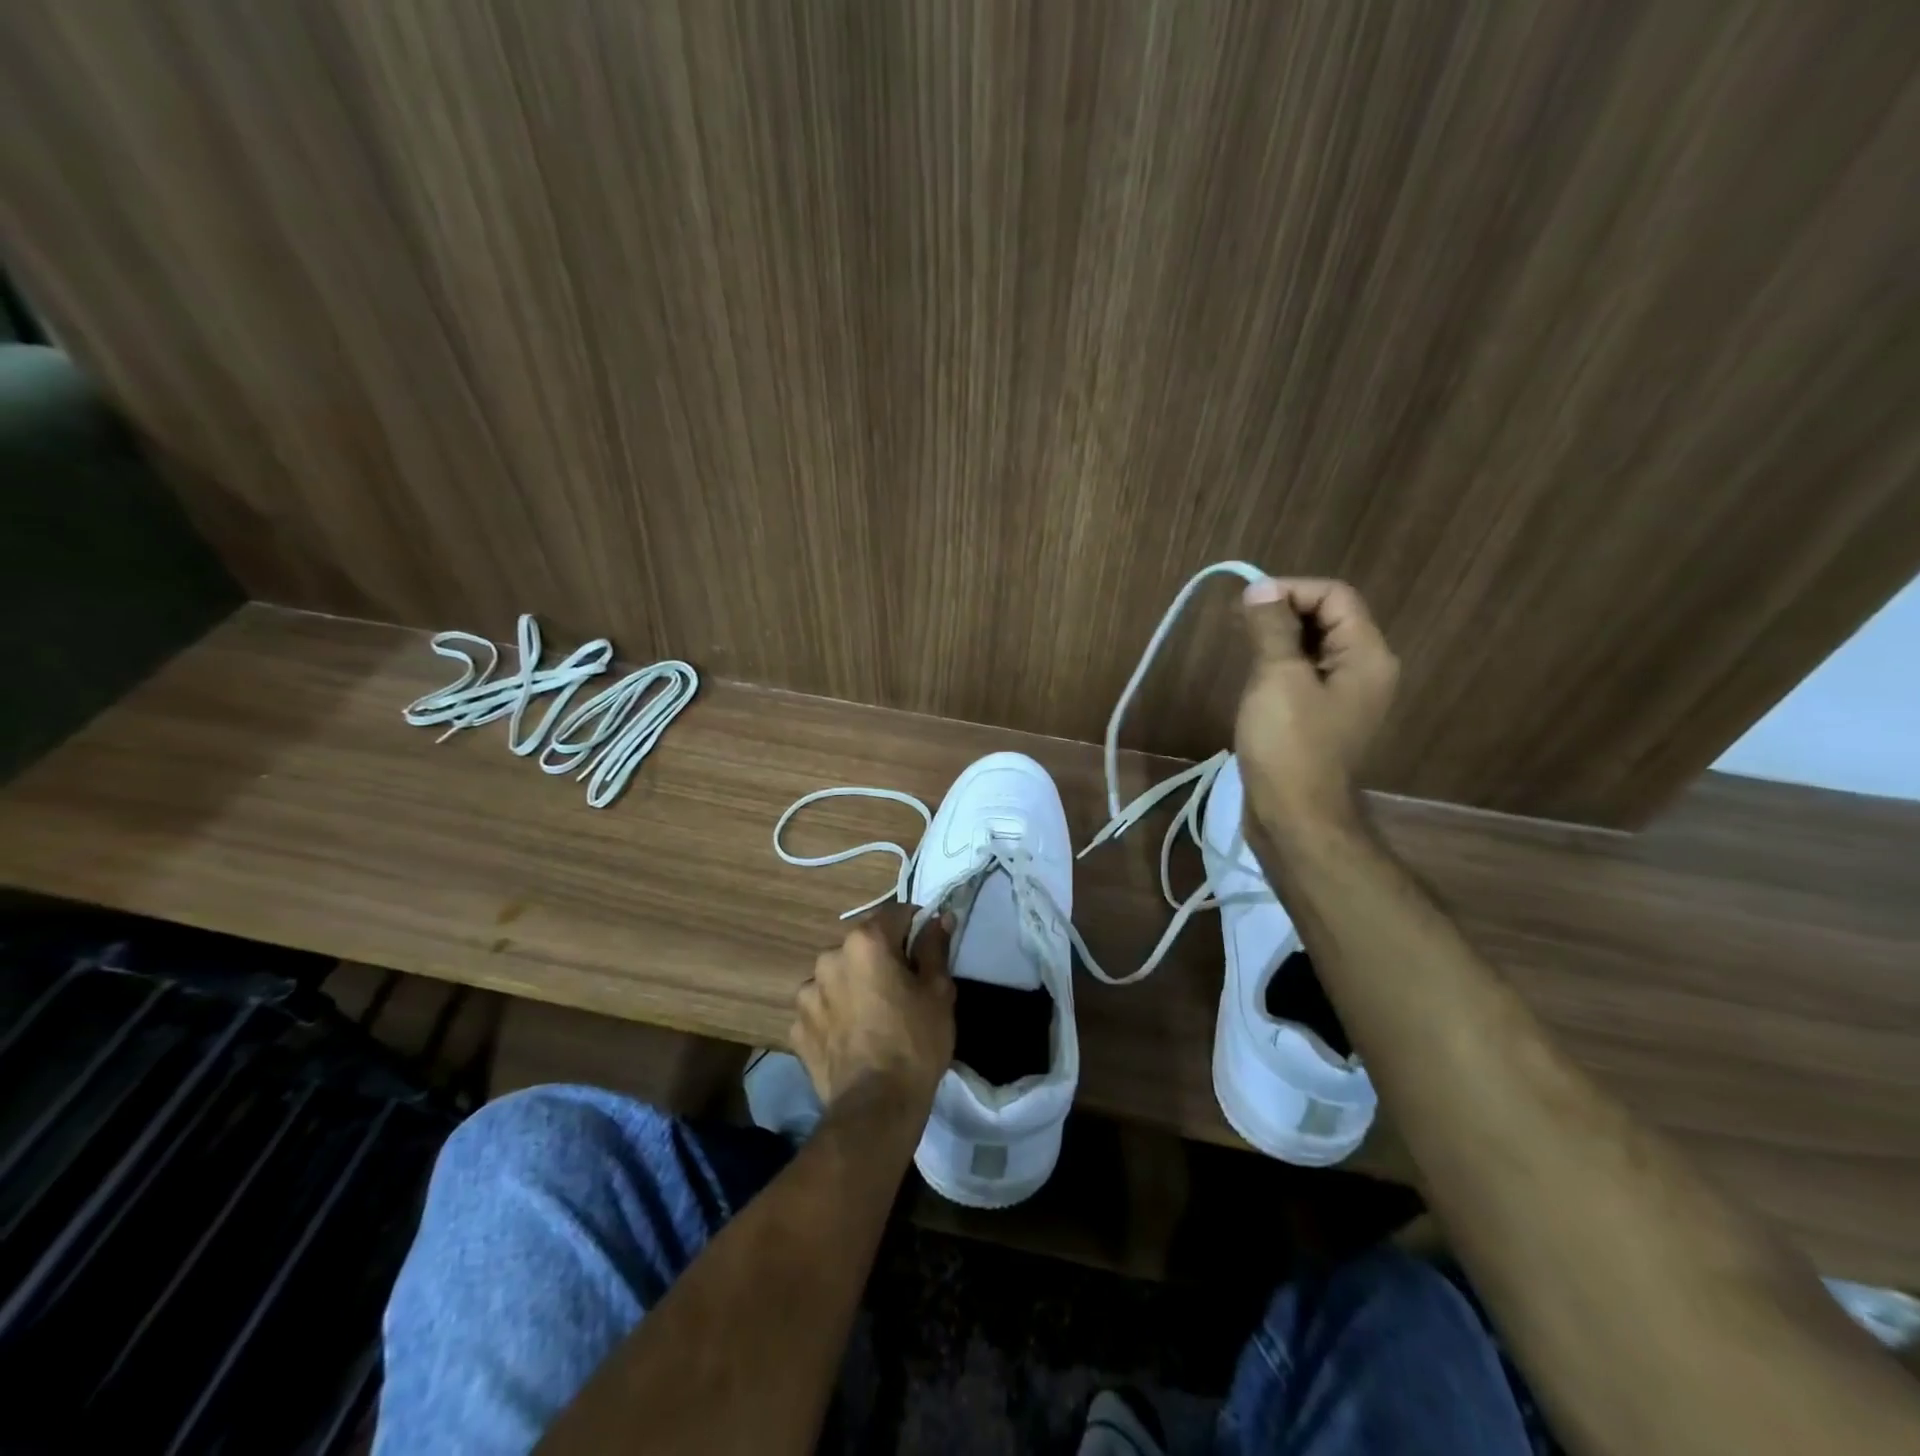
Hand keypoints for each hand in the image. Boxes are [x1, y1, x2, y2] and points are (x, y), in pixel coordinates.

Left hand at [792, 903, 954, 1117]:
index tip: (928, 949)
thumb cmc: (915, 1042)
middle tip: (903, 989)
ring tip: (873, 1017)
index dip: (916, 927)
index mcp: (866, 942)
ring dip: (853, 986)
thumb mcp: (938, 992)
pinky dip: (835, 1014)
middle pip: (863, 946)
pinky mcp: (796, 1027)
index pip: (896, 914)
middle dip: (882, 958)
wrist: (875, 1107)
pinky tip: (852, 1037)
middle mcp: (830, 957)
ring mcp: (807, 993)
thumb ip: (934, 947)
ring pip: (838, 976)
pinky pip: (821, 1008)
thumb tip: (939, 918)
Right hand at [1234, 577, 1398, 837]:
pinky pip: (1305, 676)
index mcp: (1367, 655)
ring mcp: (1345, 698)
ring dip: (1278, 639)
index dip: (1290, 590)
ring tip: (1240, 647)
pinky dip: (1280, 666)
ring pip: (1313, 648)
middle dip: (1283, 613)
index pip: (1335, 596)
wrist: (1295, 816)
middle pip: (1328, 619)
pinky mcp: (1323, 719)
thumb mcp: (1277, 678)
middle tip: (1238, 624)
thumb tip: (1260, 589)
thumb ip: (1271, 628)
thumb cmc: (1288, 745)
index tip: (1246, 605)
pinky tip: (1253, 678)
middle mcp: (1365, 671)